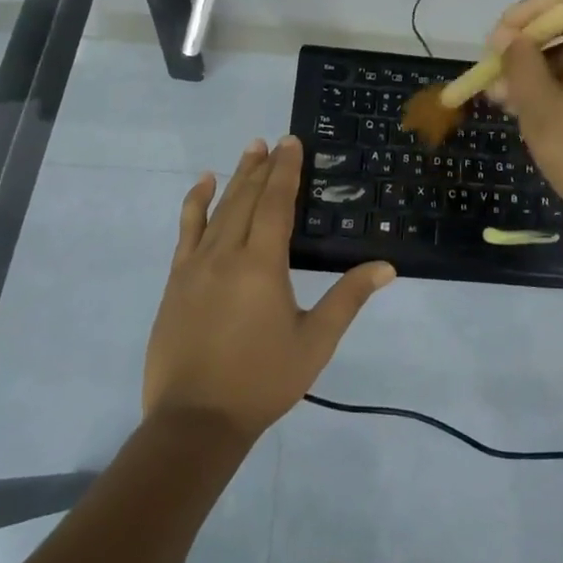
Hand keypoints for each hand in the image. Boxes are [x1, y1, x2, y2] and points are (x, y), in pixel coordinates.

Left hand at [144, 136, 394, 441]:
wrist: (195, 421)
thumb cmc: (262, 380)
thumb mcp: (315, 342)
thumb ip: (348, 299)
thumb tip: (386, 267)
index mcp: (262, 264)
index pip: (276, 203)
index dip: (285, 170)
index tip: (291, 142)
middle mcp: (227, 253)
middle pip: (247, 198)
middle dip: (262, 167)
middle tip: (274, 141)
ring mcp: (196, 265)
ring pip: (218, 208)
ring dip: (235, 177)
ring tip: (249, 150)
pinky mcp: (177, 280)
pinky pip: (186, 230)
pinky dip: (195, 203)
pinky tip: (202, 185)